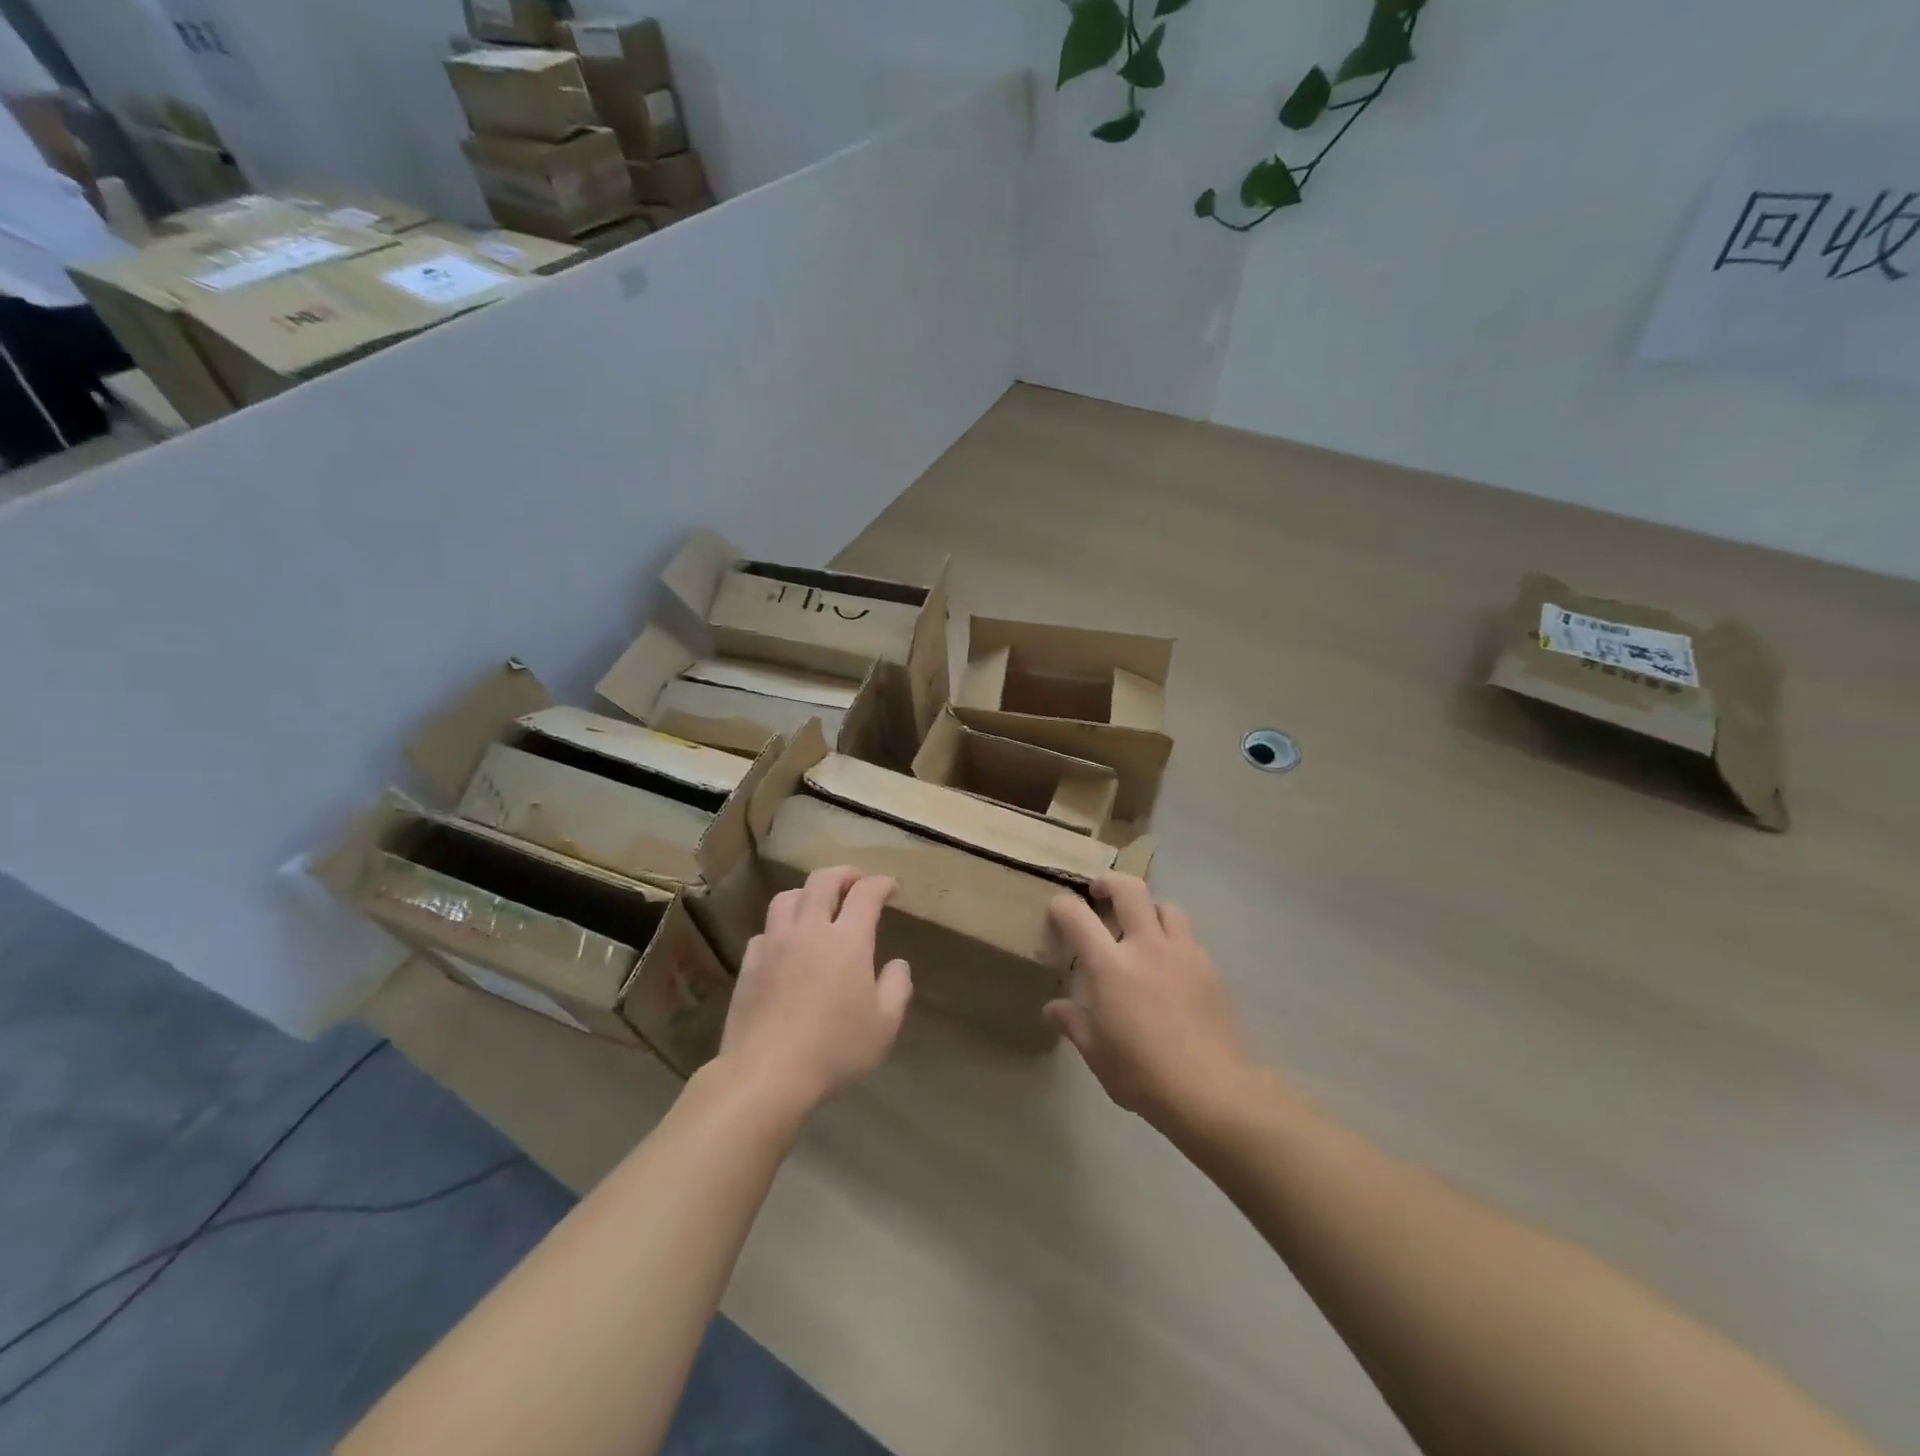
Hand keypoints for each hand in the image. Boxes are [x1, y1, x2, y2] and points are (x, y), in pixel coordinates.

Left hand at [719, 866, 912, 1117]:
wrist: (767, 1073)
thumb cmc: (835, 1048)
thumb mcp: (884, 1025)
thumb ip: (897, 987)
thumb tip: (897, 965)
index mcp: (848, 939)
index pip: (866, 893)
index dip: (881, 883)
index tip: (891, 887)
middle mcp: (810, 930)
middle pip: (823, 880)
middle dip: (844, 874)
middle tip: (857, 881)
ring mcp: (775, 944)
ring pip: (787, 897)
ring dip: (808, 893)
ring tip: (818, 905)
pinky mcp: (749, 963)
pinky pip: (766, 930)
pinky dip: (781, 927)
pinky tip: (787, 944)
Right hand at [1047, 875, 1252, 1128]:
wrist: (1213, 1091)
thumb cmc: (1143, 1074)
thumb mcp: (1097, 1053)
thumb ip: (1074, 1023)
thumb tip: (1054, 1008)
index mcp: (1110, 965)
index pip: (1077, 916)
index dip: (1061, 906)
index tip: (1056, 912)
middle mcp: (1146, 946)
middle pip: (1130, 889)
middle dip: (1110, 883)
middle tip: (1099, 893)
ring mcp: (1183, 953)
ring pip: (1166, 907)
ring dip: (1148, 909)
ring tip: (1141, 927)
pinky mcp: (1209, 969)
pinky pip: (1188, 937)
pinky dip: (1173, 939)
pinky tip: (1169, 966)